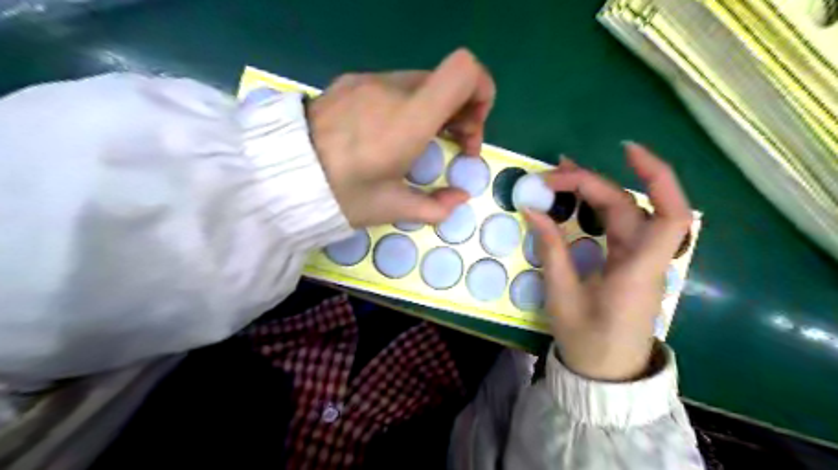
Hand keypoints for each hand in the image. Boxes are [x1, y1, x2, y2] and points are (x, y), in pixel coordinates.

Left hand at [307, 48, 492, 227]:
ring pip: (421, 83)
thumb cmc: (341, 195)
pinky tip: (389, 132)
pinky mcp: (350, 82)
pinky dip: (407, 104)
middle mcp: (392, 89)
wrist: (280, 175)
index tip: (470, 129)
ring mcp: (368, 80)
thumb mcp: (391, 208)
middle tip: (452, 146)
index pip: (464, 71)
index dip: (481, 92)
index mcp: (408, 120)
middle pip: (446, 81)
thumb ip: (435, 206)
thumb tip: (459, 198)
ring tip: (419, 141)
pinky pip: (393, 85)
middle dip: (460, 112)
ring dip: (434, 109)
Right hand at [522, 146, 693, 382]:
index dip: (657, 177)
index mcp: (638, 271)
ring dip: (595, 190)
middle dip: (592, 184)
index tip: (625, 151)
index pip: (669, 216)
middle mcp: (646, 259)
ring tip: (560, 176)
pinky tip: (575, 199)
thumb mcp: (562, 296)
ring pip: (625, 213)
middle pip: (630, 206)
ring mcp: (639, 260)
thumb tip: (532, 209)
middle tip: (552, 176)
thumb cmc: (587, 340)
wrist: (606, 372)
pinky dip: (596, 207)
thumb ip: (551, 249)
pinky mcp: (629, 263)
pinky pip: (617, 226)